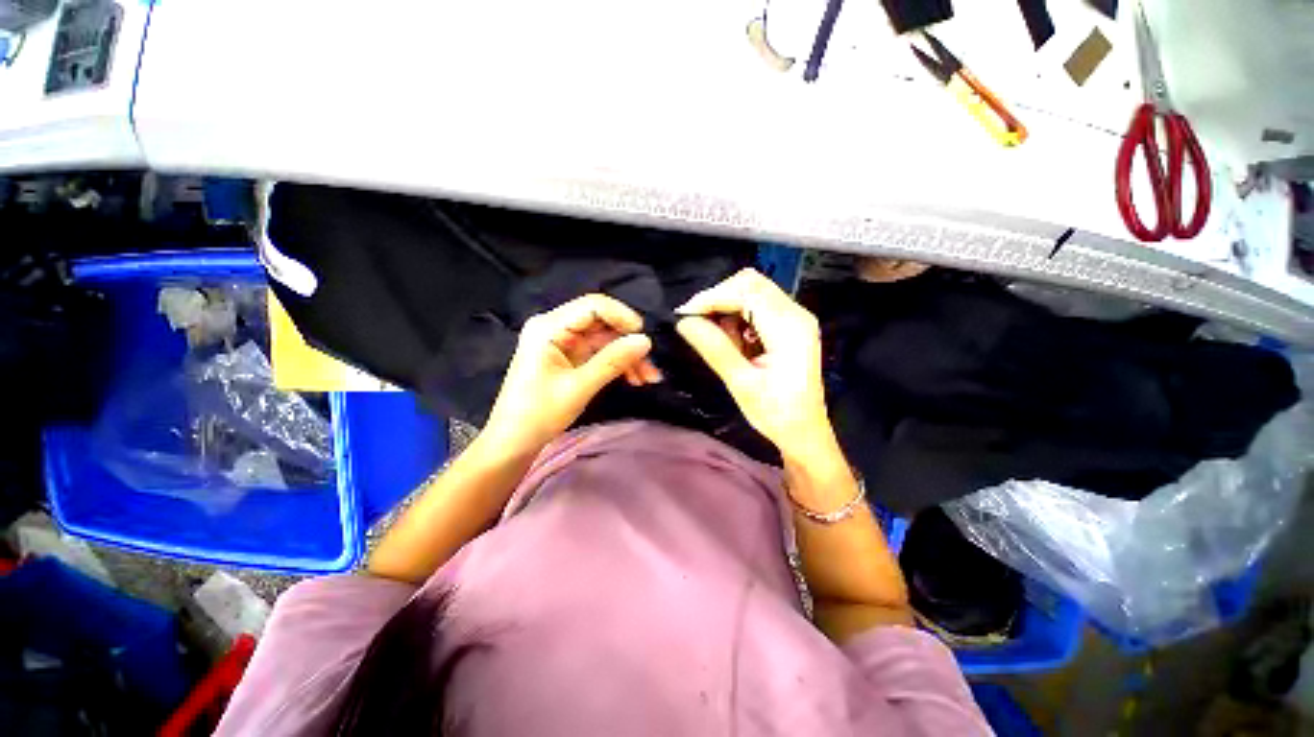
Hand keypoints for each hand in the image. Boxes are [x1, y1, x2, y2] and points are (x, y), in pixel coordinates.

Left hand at [483, 294, 659, 454]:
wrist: (514, 442)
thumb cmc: (538, 414)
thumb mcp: (579, 388)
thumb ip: (612, 361)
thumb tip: (645, 341)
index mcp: (548, 327)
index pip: (593, 306)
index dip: (622, 316)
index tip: (644, 336)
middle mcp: (555, 327)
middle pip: (602, 323)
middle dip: (628, 342)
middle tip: (651, 365)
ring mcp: (563, 342)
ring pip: (605, 339)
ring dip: (627, 356)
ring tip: (648, 378)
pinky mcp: (569, 356)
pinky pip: (600, 352)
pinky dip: (618, 364)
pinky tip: (634, 378)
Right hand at [675, 268, 832, 460]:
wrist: (805, 433)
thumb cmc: (776, 415)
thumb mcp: (742, 384)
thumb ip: (715, 348)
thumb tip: (684, 322)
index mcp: (789, 328)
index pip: (747, 292)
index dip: (712, 298)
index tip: (684, 315)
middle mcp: (796, 314)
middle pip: (751, 283)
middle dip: (718, 298)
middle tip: (696, 323)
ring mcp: (795, 317)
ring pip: (753, 291)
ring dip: (727, 307)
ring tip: (715, 337)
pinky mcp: (789, 325)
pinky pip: (758, 305)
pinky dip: (737, 315)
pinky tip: (731, 339)